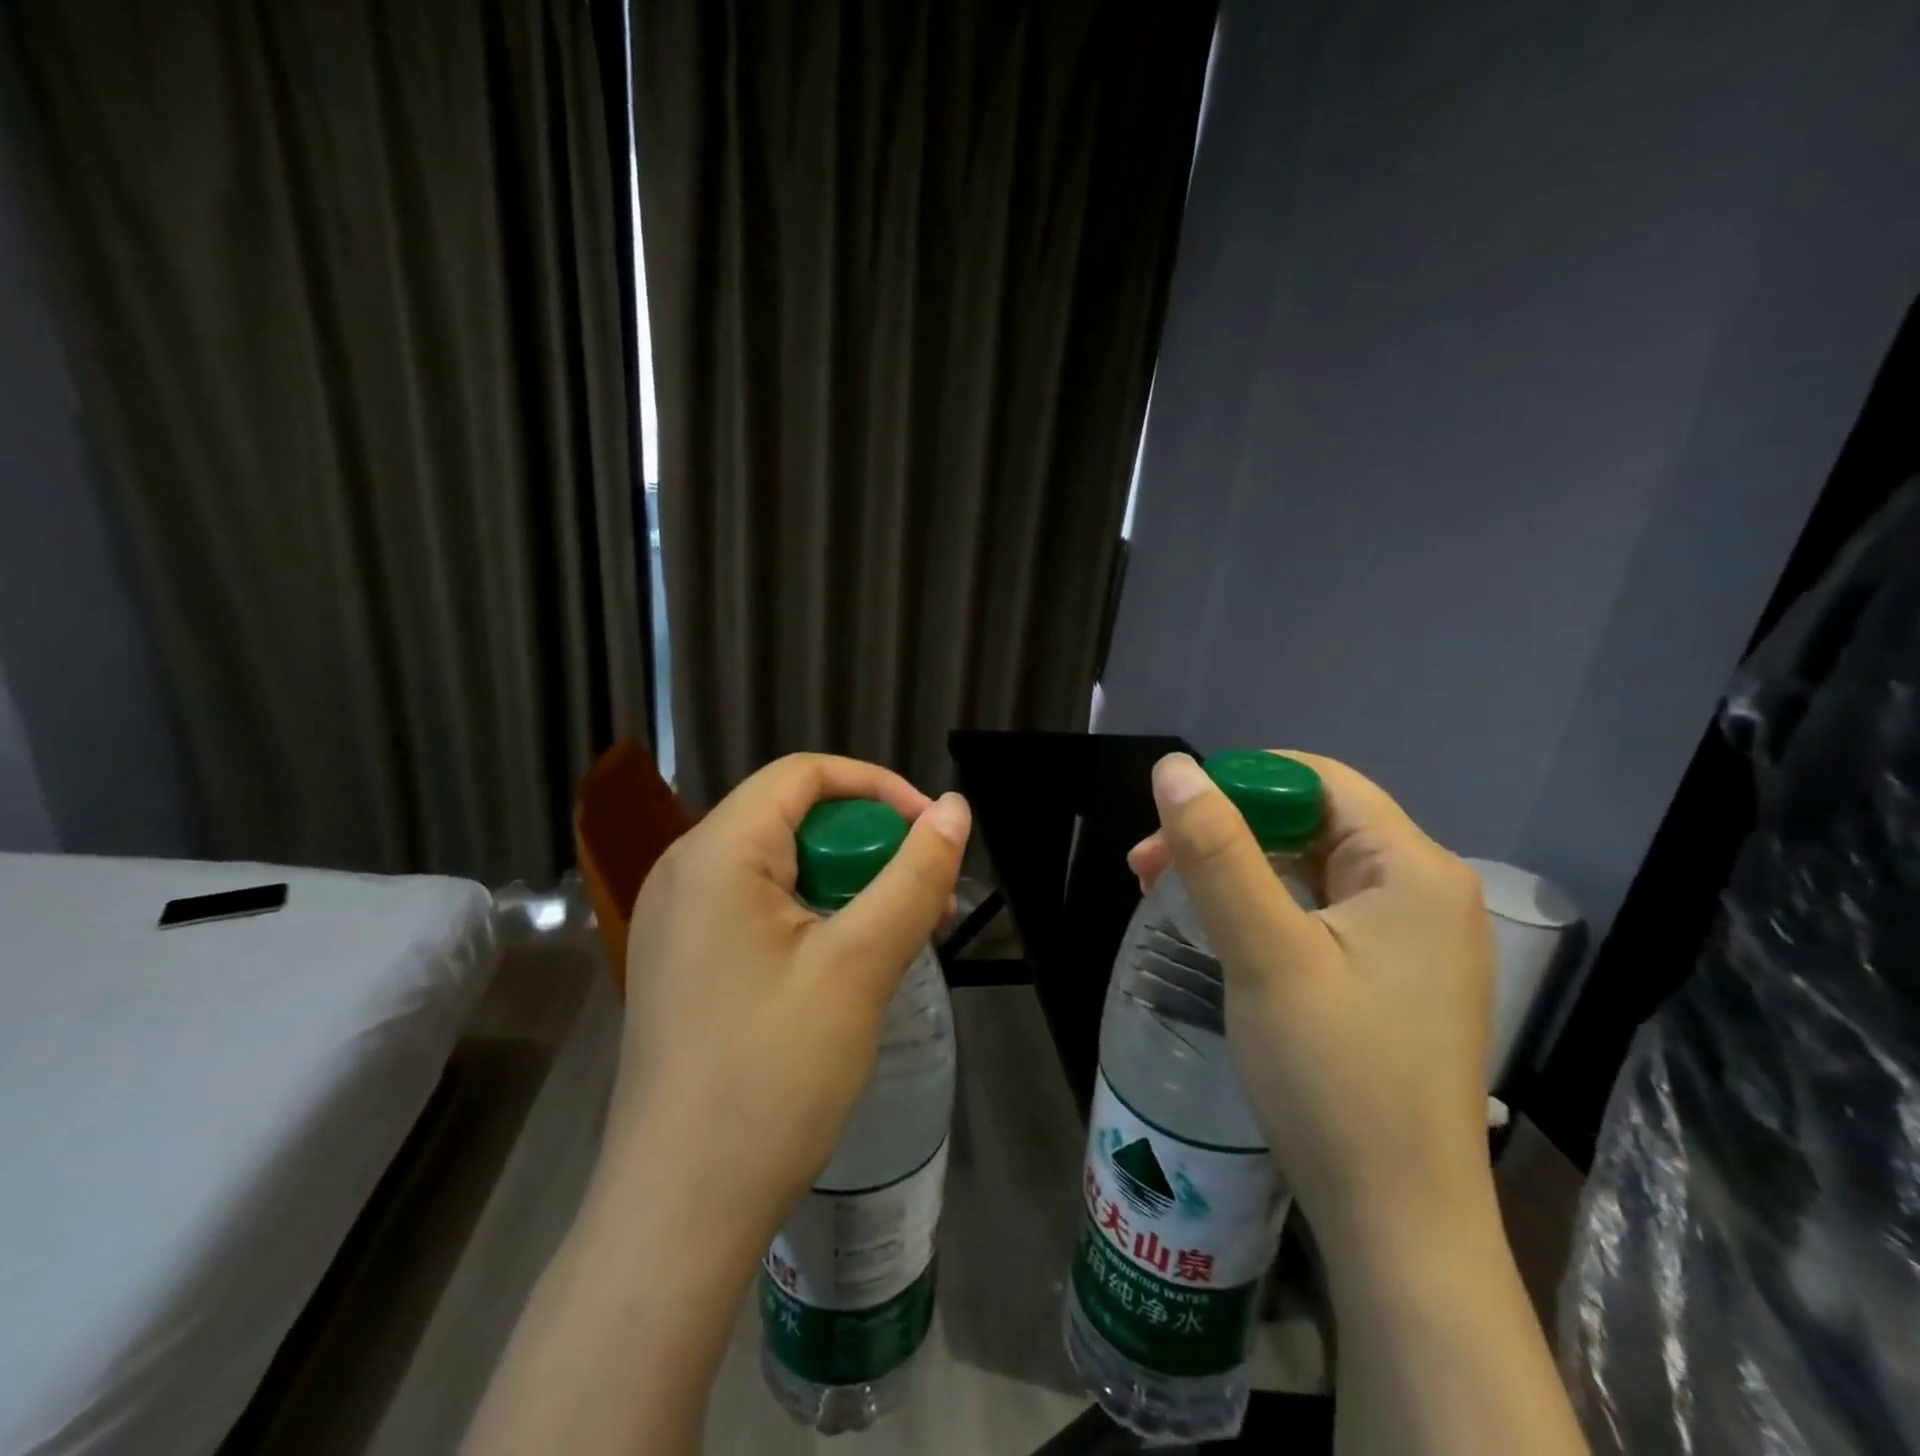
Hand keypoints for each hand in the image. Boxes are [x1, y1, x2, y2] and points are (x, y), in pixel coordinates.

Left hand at [465, 753, 969, 1455]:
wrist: (679, 1211)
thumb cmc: (771, 1076)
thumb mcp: (859, 966)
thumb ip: (913, 876)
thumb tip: (955, 810)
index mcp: (716, 853)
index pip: (804, 775)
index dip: (879, 788)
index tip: (933, 832)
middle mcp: (685, 871)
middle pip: (793, 818)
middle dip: (870, 844)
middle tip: (927, 897)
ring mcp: (678, 920)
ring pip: (781, 866)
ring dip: (849, 884)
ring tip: (904, 934)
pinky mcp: (685, 962)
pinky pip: (759, 908)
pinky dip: (815, 916)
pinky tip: (851, 963)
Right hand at [1130, 751, 1493, 1265]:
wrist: (1397, 1224)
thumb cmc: (1333, 1077)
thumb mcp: (1264, 953)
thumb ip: (1218, 853)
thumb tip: (1174, 768)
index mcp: (1413, 869)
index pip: (1318, 780)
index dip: (1239, 784)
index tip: (1170, 821)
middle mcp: (1424, 891)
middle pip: (1311, 823)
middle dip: (1224, 833)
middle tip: (1147, 867)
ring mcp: (1412, 939)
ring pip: (1308, 869)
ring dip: (1234, 871)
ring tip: (1165, 895)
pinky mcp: (1392, 978)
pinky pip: (1318, 913)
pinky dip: (1261, 909)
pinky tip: (1218, 932)